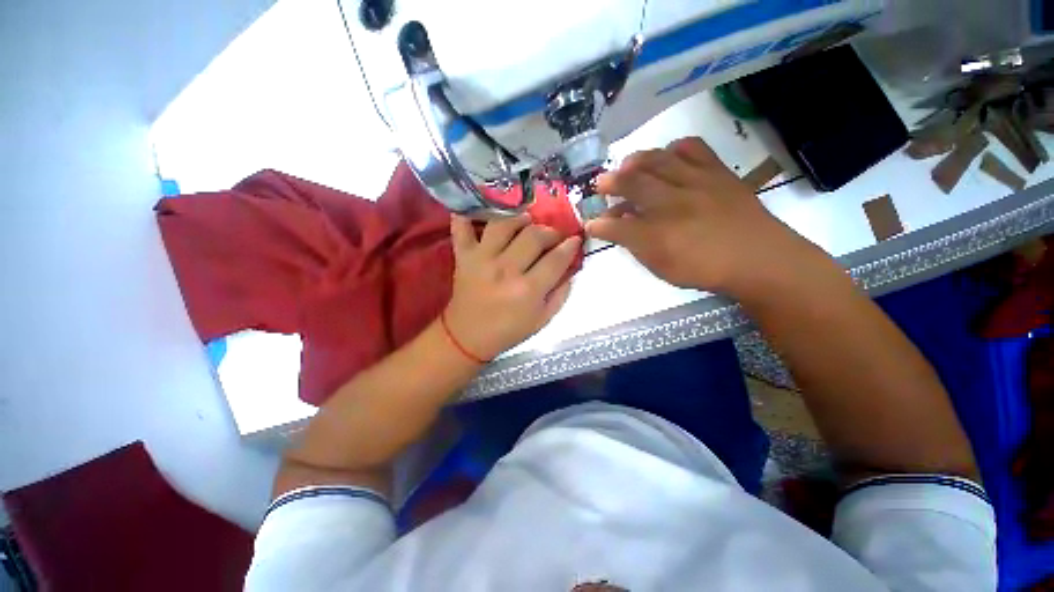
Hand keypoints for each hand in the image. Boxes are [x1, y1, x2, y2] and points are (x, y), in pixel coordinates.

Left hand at [444, 214, 580, 360]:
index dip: (570, 246)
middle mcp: (505, 269)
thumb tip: (571, 268)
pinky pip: (462, 227)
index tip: (575, 239)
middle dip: (550, 232)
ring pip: (504, 224)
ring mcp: (482, 259)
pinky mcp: (463, 256)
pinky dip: (466, 214)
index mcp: (528, 290)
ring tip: (527, 221)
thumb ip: (560, 293)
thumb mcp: (542, 319)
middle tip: (553, 236)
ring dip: (519, 218)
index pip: (556, 259)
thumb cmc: (508, 330)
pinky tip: (478, 207)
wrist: (468, 336)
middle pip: (534, 236)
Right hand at [587, 137, 824, 297]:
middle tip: (600, 183)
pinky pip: (694, 148)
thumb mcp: (662, 266)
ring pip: (659, 161)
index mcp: (659, 234)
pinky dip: (674, 148)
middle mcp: (674, 204)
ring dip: (637, 160)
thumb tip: (612, 227)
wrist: (760, 259)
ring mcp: (697, 184)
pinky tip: (668, 155)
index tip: (590, 222)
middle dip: (611, 182)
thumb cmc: (705, 269)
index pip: (619, 225)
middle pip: (634, 184)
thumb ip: (634, 245)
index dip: (601, 224)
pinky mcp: (718, 172)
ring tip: (627, 164)